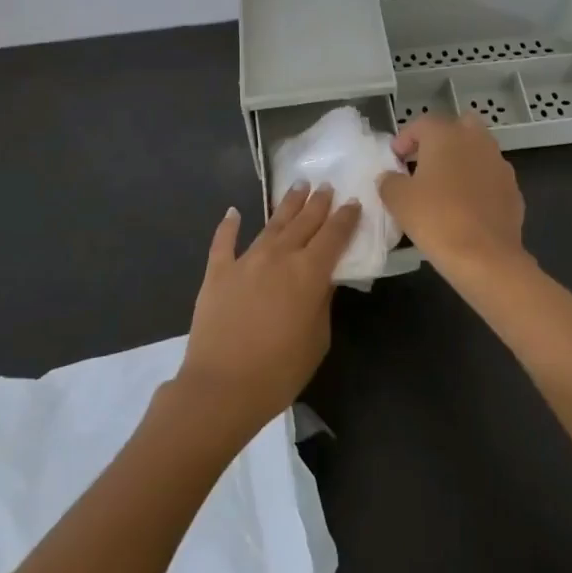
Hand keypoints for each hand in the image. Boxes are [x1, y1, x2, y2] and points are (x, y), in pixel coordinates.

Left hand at [176, 185, 360, 438]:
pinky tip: (233, 212)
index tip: (353, 202)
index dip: (345, 217)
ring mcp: (246, 260)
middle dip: (318, 203)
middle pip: (304, 222)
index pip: (334, 235)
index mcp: (309, 272)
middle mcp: (279, 256)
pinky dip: (228, 225)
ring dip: (287, 204)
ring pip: (271, 224)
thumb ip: (323, 302)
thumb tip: (324, 277)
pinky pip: (224, 242)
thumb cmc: (279, 371)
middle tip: (326, 185)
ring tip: (298, 186)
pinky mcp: (218, 271)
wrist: (221, 387)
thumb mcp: (317, 339)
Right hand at [380, 112, 528, 284]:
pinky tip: (466, 207)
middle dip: (441, 140)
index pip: (422, 123)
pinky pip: (490, 177)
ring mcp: (499, 164)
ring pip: (478, 151)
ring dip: (462, 161)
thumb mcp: (398, 200)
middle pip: (458, 127)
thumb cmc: (436, 219)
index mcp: (446, 135)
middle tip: (423, 163)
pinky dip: (478, 184)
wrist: (485, 257)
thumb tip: (390, 177)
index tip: (395, 159)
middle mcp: (476, 141)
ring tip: (444, 187)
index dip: (405, 139)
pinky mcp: (513, 189)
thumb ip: (389, 181)